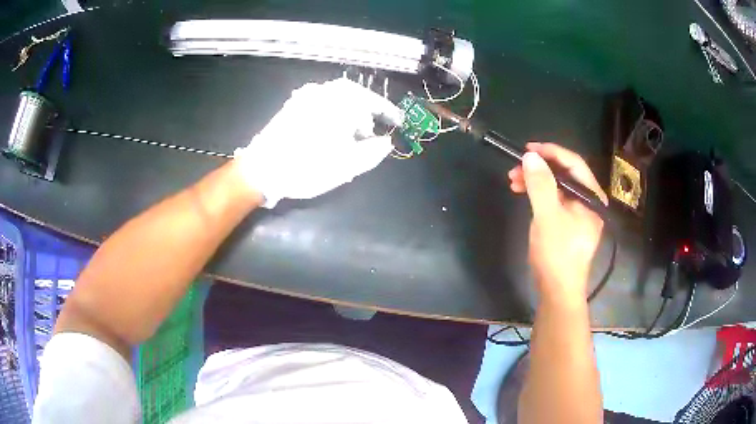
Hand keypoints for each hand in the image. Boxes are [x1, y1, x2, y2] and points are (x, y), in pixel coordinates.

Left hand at [234, 78, 402, 207]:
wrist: (262, 169)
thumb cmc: (307, 167)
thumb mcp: (347, 165)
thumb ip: (373, 152)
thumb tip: (386, 142)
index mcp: (340, 102)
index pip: (372, 101)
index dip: (388, 112)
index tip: (399, 121)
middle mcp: (323, 92)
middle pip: (355, 95)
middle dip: (366, 113)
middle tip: (369, 134)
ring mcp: (305, 97)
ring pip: (337, 98)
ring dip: (348, 113)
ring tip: (349, 136)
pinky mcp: (292, 105)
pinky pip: (321, 102)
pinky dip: (332, 112)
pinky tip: (329, 131)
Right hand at [508, 143, 607, 303]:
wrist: (557, 292)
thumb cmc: (557, 254)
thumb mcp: (548, 217)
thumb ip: (541, 184)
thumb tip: (530, 156)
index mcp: (591, 197)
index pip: (574, 164)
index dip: (551, 152)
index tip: (527, 148)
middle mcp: (588, 201)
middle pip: (565, 174)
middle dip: (539, 168)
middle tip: (515, 169)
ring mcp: (578, 213)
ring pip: (557, 187)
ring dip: (536, 181)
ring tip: (513, 182)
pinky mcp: (568, 223)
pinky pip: (554, 200)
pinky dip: (538, 195)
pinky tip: (524, 194)